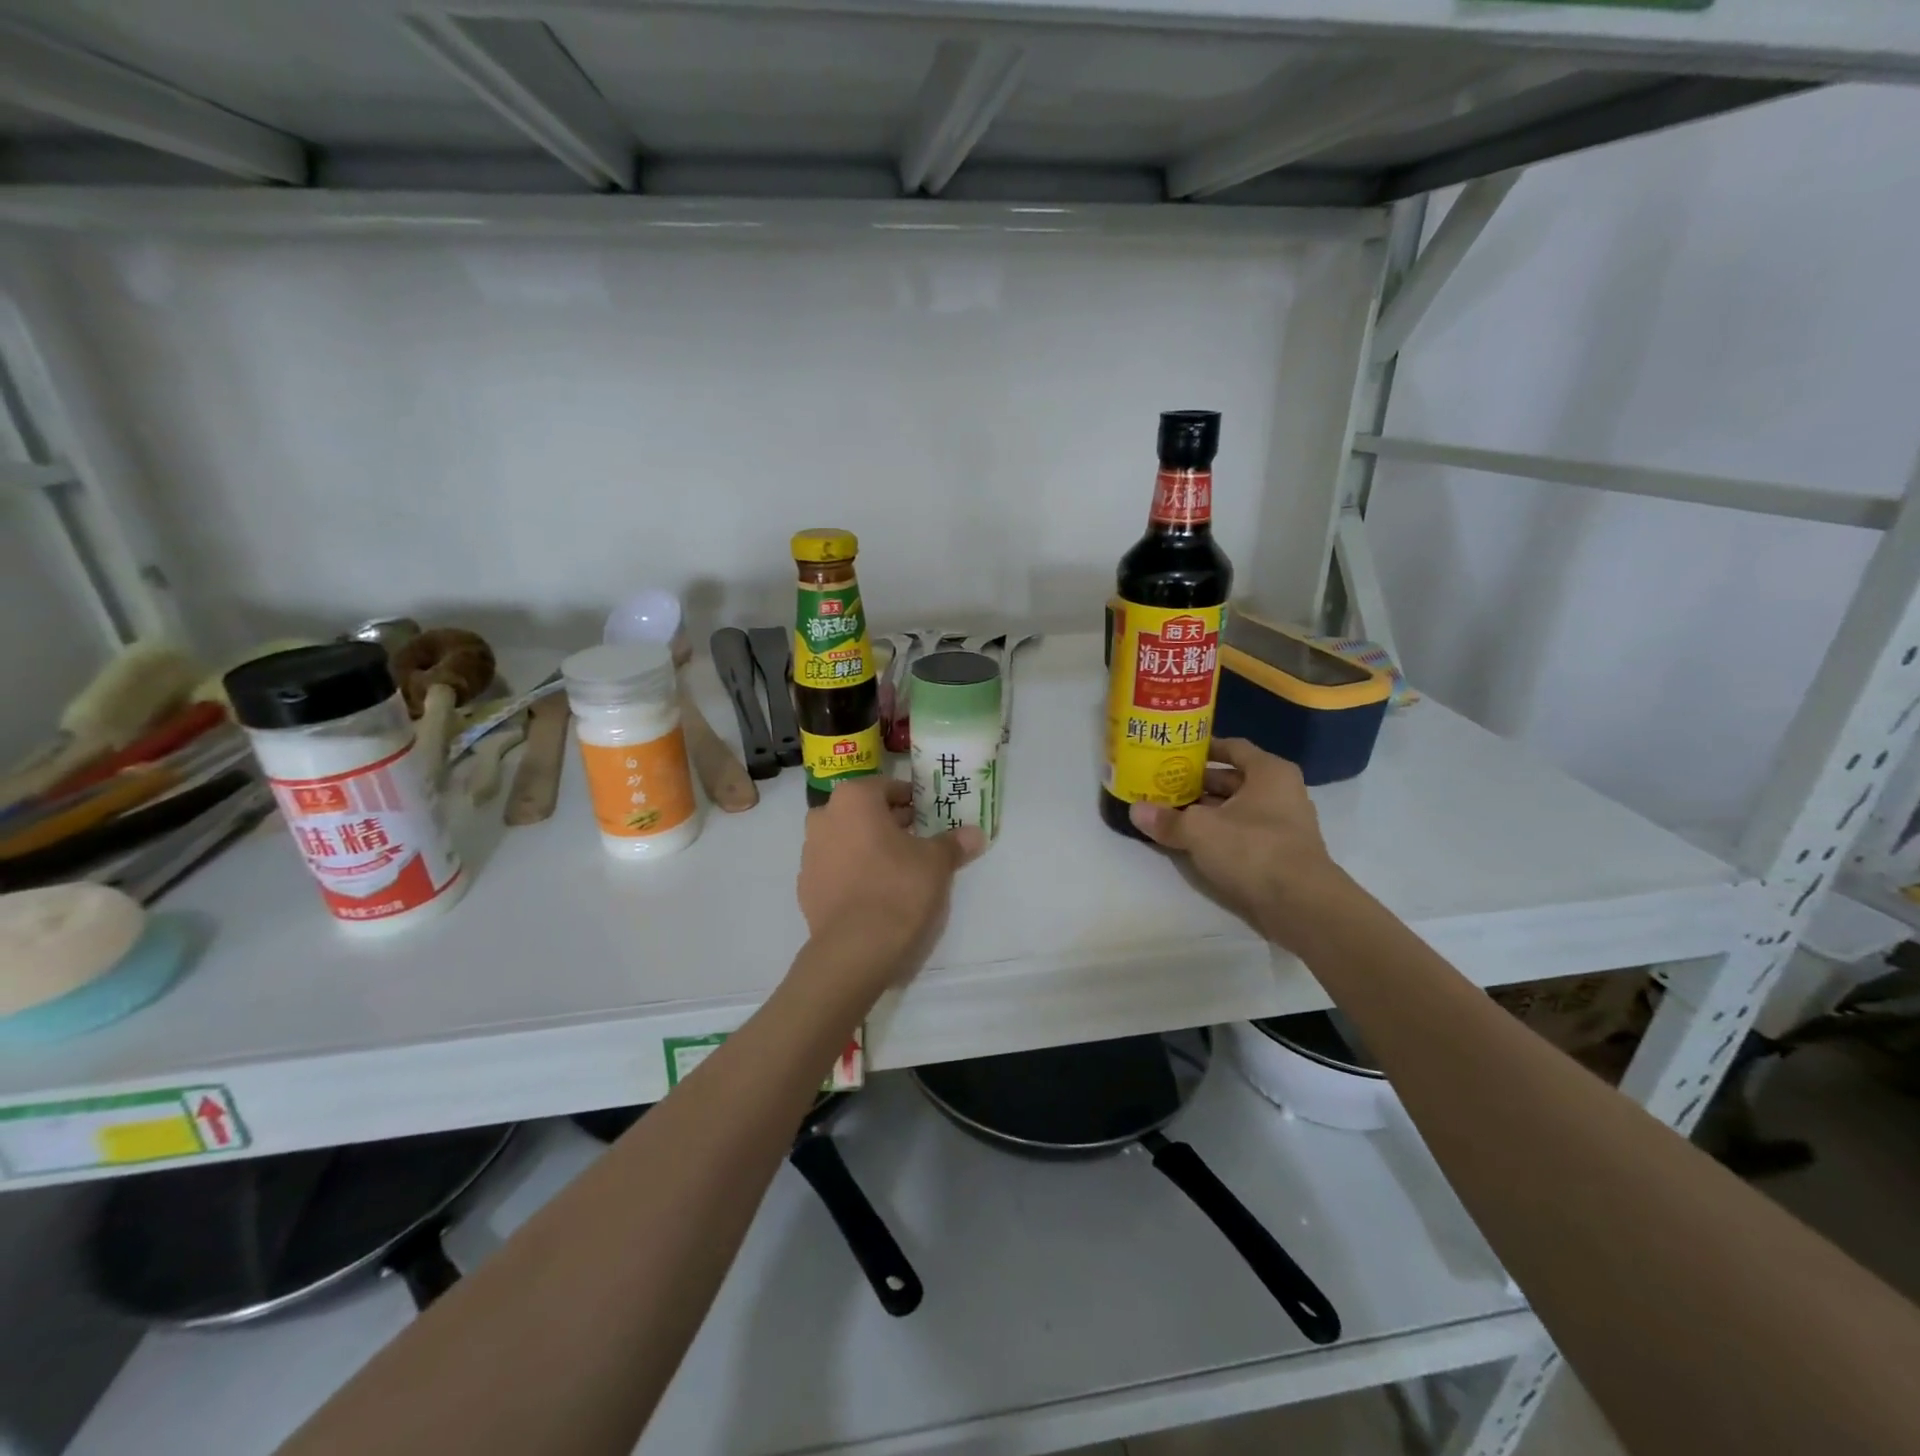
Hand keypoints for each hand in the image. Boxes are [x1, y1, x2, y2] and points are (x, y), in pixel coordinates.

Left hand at [797, 777, 984, 988]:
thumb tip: (975, 834)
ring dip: (869, 847)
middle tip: (919, 841)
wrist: (856, 950)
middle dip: (890, 823)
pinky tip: (876, 894)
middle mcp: (824, 818)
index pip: (887, 788)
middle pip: (863, 813)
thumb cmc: (899, 888)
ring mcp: (810, 855)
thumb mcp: (937, 862)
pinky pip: (836, 870)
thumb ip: (954, 843)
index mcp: (853, 800)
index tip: (929, 815)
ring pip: (847, 840)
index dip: (911, 800)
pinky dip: (854, 874)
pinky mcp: (806, 888)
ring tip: (899, 869)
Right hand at [1128, 738, 1349, 954]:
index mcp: (1269, 772)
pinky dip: (1219, 834)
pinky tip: (1192, 842)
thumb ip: (1167, 819)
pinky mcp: (1279, 855)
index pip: (1233, 748)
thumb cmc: (1252, 848)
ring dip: (1206, 811)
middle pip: (1233, 780)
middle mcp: (1281, 792)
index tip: (1176, 752)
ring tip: (1170, 813)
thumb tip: (1135, 811)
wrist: (1300, 905)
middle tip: (1163, 784)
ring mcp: (1283, 826)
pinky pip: (1243, 834)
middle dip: (1198, 783)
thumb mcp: (1199, 829)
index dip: (1204, 748)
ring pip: (1237, 809)